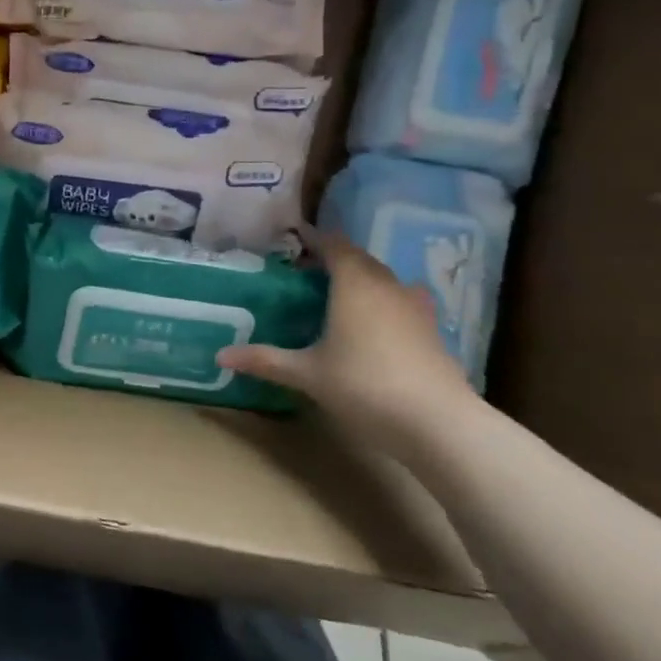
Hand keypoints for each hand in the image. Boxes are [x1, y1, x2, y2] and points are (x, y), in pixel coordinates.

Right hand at [216, 230, 484, 461]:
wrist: (439, 423)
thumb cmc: (365, 386)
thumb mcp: (307, 374)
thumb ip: (265, 360)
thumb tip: (220, 355)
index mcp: (354, 284)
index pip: (333, 245)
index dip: (313, 238)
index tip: (293, 237)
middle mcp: (386, 286)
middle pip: (359, 259)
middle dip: (333, 258)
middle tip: (305, 271)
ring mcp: (415, 308)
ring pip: (383, 279)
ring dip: (361, 279)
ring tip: (337, 294)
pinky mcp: (432, 331)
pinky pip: (402, 301)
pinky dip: (383, 302)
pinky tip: (373, 324)